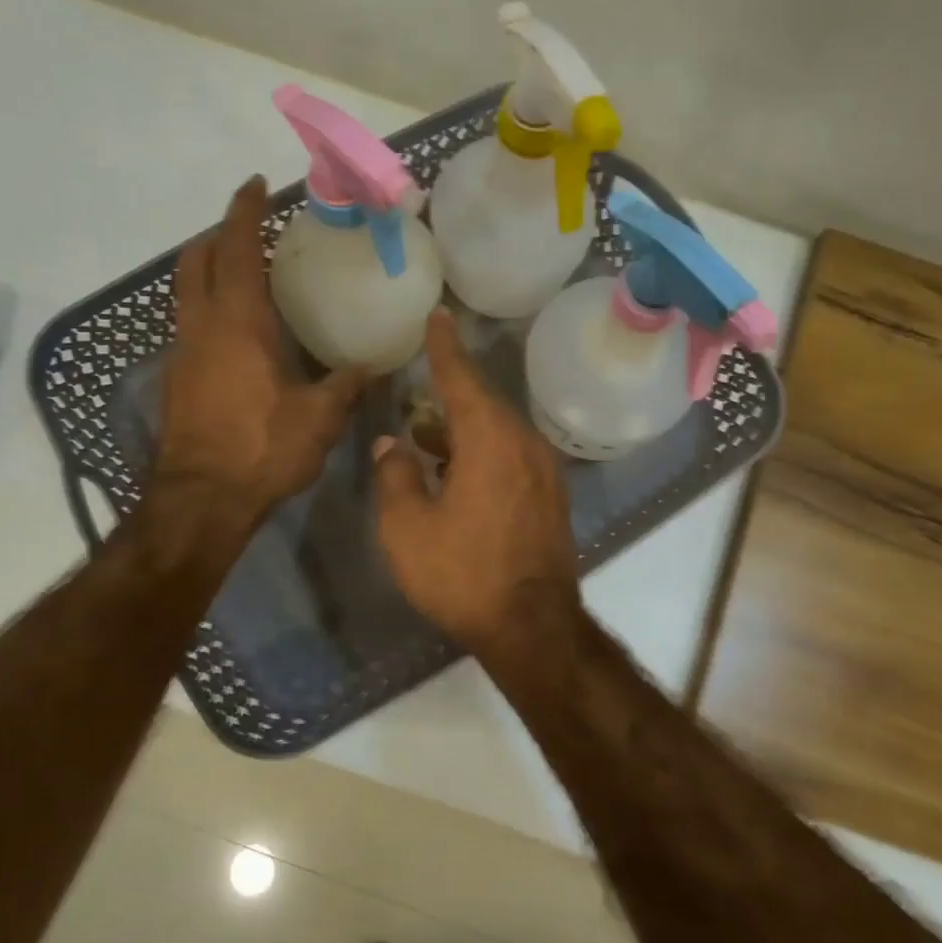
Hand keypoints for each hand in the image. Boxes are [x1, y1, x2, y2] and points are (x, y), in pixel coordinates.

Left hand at [155, 177, 363, 532]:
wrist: (202, 498)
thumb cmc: (263, 448)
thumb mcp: (320, 418)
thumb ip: (345, 386)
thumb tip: (370, 369)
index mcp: (238, 322)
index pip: (235, 249)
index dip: (243, 212)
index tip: (254, 185)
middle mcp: (202, 326)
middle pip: (195, 261)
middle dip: (216, 236)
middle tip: (246, 231)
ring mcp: (182, 353)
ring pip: (185, 293)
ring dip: (206, 272)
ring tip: (242, 276)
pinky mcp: (176, 380)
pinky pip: (188, 325)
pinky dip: (207, 309)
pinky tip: (234, 333)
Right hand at [373, 309, 580, 658]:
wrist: (531, 626)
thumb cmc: (463, 574)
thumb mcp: (407, 528)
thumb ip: (395, 476)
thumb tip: (391, 444)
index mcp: (490, 439)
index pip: (463, 378)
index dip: (445, 347)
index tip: (438, 316)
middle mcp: (524, 443)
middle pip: (483, 405)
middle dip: (449, 397)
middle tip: (420, 389)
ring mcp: (544, 471)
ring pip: (498, 433)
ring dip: (463, 431)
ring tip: (426, 438)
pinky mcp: (551, 497)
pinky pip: (512, 457)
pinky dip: (483, 454)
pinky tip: (458, 474)